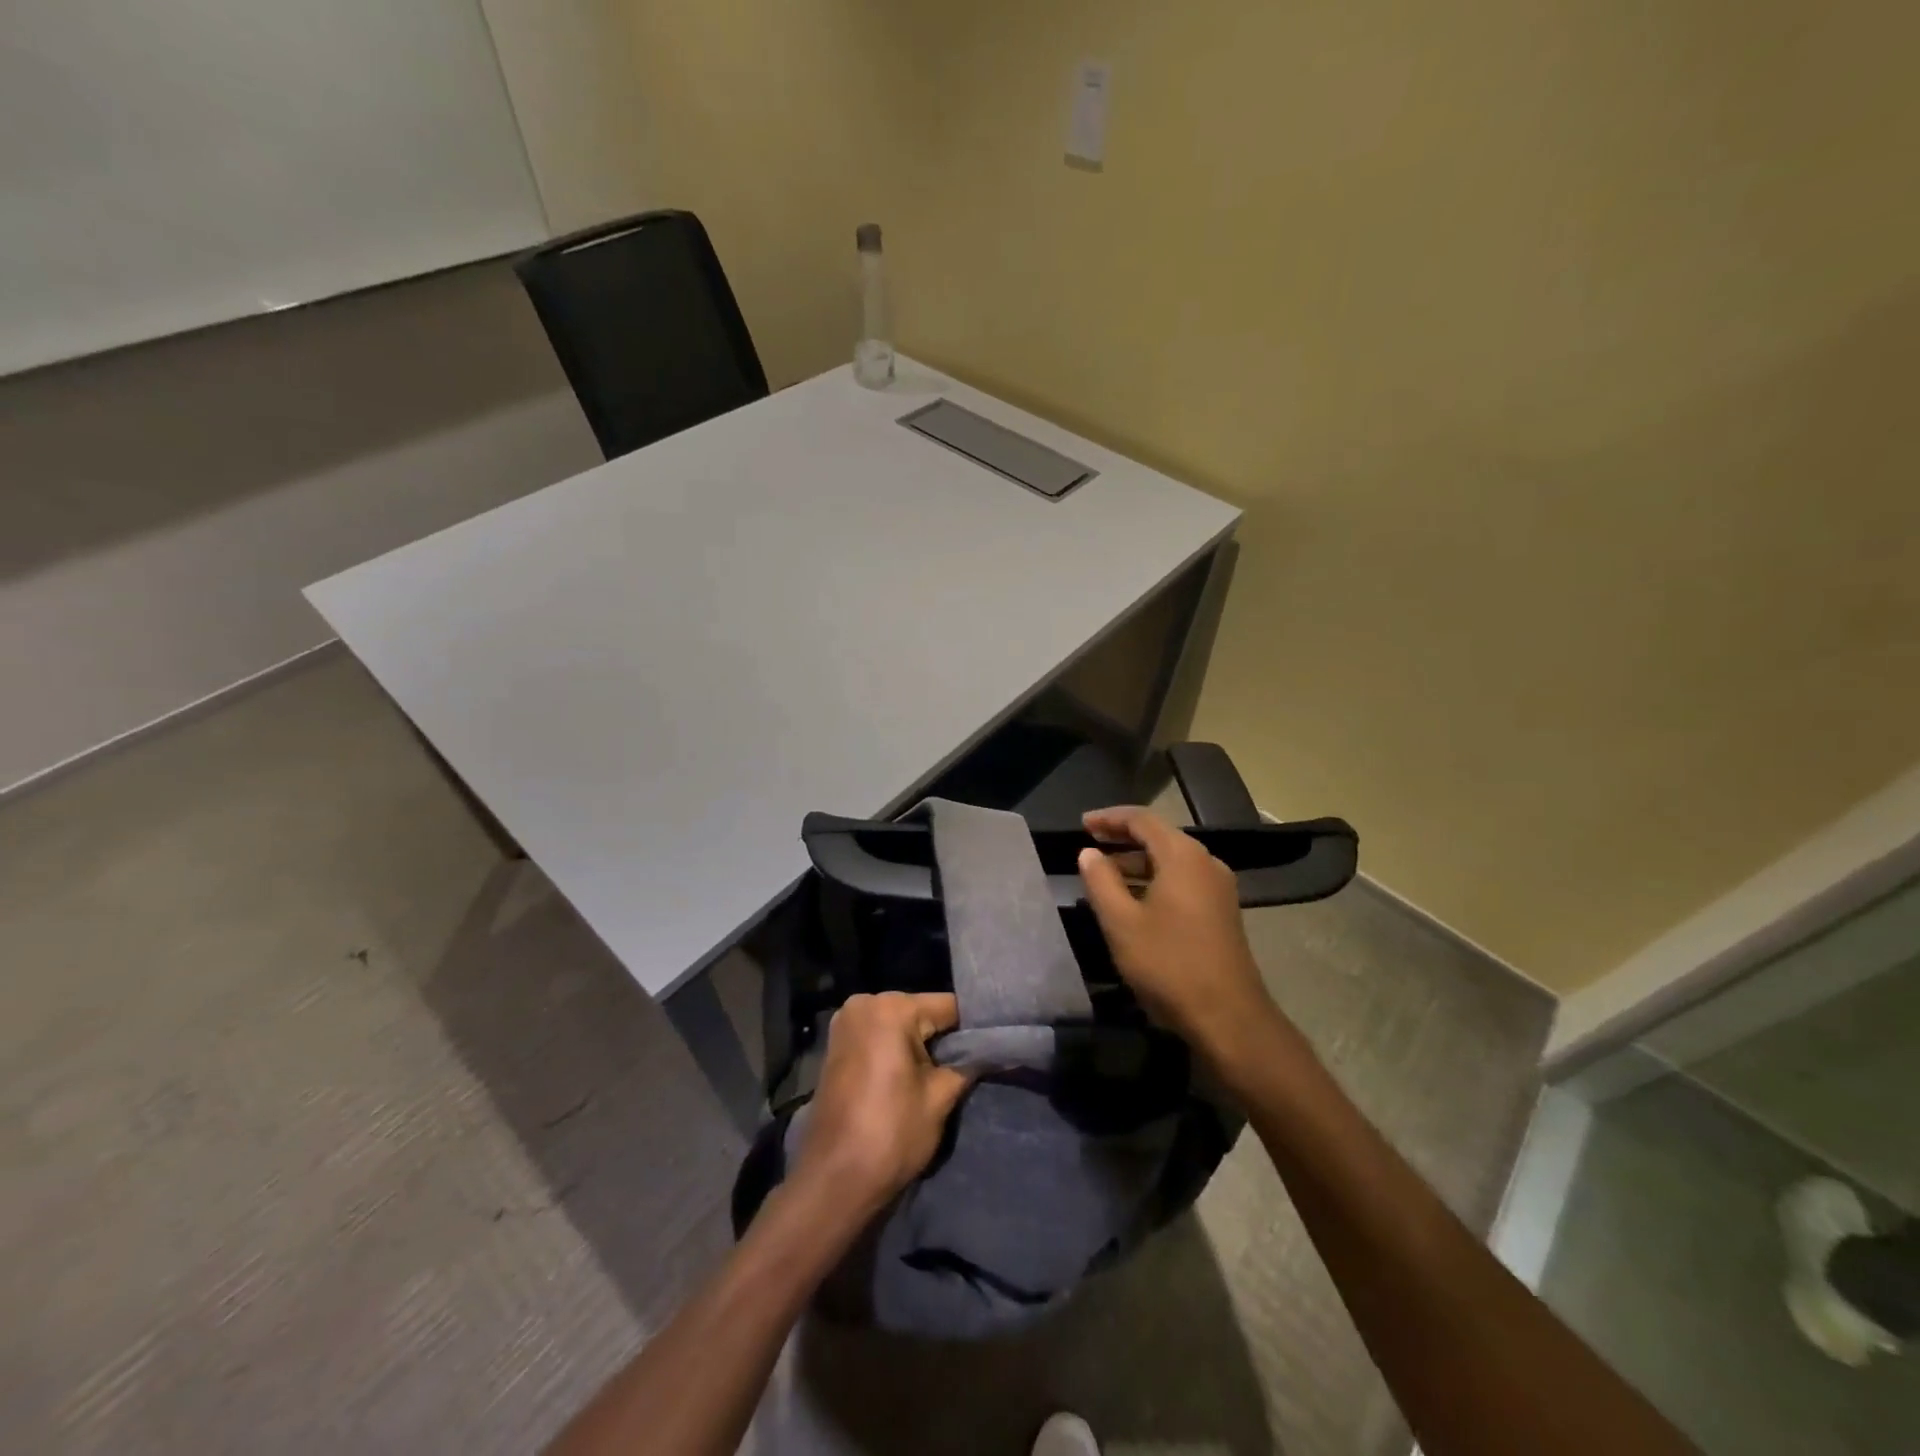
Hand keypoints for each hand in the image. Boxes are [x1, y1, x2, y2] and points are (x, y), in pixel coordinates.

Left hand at [792, 992, 972, 1215]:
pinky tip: (910, 1076)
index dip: (972, 1029)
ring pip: (899, 1025)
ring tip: (941, 1074)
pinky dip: (896, 1051)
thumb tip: (989, 1051)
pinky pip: (878, 1037)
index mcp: (891, 1008)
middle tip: (967, 1066)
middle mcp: (864, 1003)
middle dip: (942, 1038)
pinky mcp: (836, 1045)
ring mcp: (845, 1023)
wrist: (834, 1180)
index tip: (991, 1047)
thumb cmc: (891, 1134)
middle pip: (921, 1012)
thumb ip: (966, 1065)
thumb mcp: (940, 1098)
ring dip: (919, 1046)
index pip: (947, 1006)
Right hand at [1077, 806, 1278, 1056]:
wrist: (1229, 1017)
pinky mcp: (1222, 911)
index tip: (1082, 823)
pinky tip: (1134, 900)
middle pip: (1159, 836)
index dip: (1109, 818)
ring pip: (1171, 861)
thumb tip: (1089, 852)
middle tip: (1089, 844)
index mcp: (1182, 856)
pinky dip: (1155, 880)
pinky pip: (1183, 880)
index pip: (1142, 819)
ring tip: (1104, 875)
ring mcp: (1218, 888)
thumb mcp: (1121, 923)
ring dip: (1137, 862)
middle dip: (1123, 838)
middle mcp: (1206, 863)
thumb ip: (1101, 881)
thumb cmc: (1169, 964)